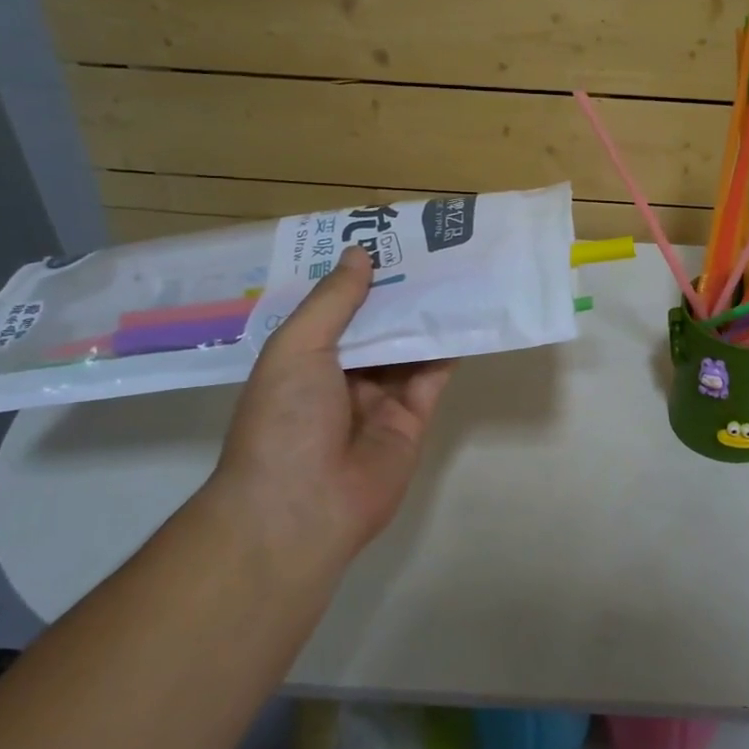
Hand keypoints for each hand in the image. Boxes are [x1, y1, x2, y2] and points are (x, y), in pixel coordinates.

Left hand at [204, 246, 453, 560]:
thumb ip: (333, 302)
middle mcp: (340, 377)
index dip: (359, 278)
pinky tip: (464, 318)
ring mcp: (378, 400)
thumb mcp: (297, 348)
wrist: (301, 508)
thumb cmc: (284, 419)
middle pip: (376, 327)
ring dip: (426, 317)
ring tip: (455, 274)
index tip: (387, 241)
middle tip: (431, 251)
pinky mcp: (411, 421)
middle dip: (399, 293)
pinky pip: (431, 379)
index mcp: (303, 359)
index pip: (335, 309)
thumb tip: (359, 254)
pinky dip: (447, 352)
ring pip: (407, 350)